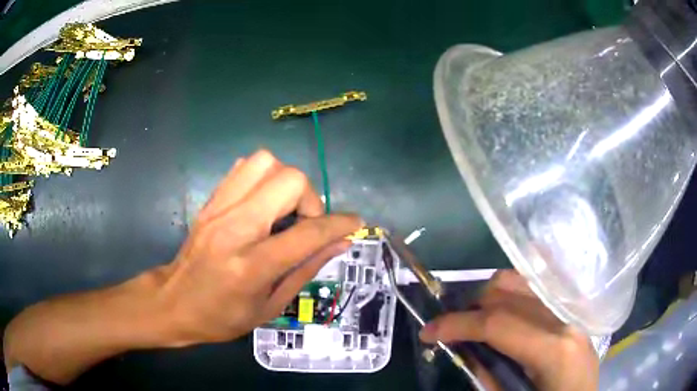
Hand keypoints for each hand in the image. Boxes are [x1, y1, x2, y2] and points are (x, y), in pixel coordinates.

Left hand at [154, 149, 361, 344]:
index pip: (307, 232)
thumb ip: (307, 269)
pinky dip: (263, 177)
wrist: (173, 303)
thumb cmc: (222, 317)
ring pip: (265, 162)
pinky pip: (244, 167)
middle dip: (310, 198)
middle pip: (288, 180)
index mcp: (251, 266)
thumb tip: (341, 242)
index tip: (355, 222)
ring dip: (286, 182)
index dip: (339, 223)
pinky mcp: (210, 201)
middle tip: (305, 223)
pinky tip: (262, 203)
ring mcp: (218, 209)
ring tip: (284, 210)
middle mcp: (234, 228)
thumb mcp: (271, 307)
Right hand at [419, 270, 598, 390]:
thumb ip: (488, 376)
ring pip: (522, 283)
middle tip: (450, 329)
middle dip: (470, 308)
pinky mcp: (570, 312)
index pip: (498, 323)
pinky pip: (536, 291)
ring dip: (489, 298)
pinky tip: (501, 311)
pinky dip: (511, 295)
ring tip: (475, 320)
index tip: (427, 331)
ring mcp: (570, 311)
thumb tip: (463, 350)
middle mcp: (564, 320)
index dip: (456, 324)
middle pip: (509, 293)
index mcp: (553, 350)